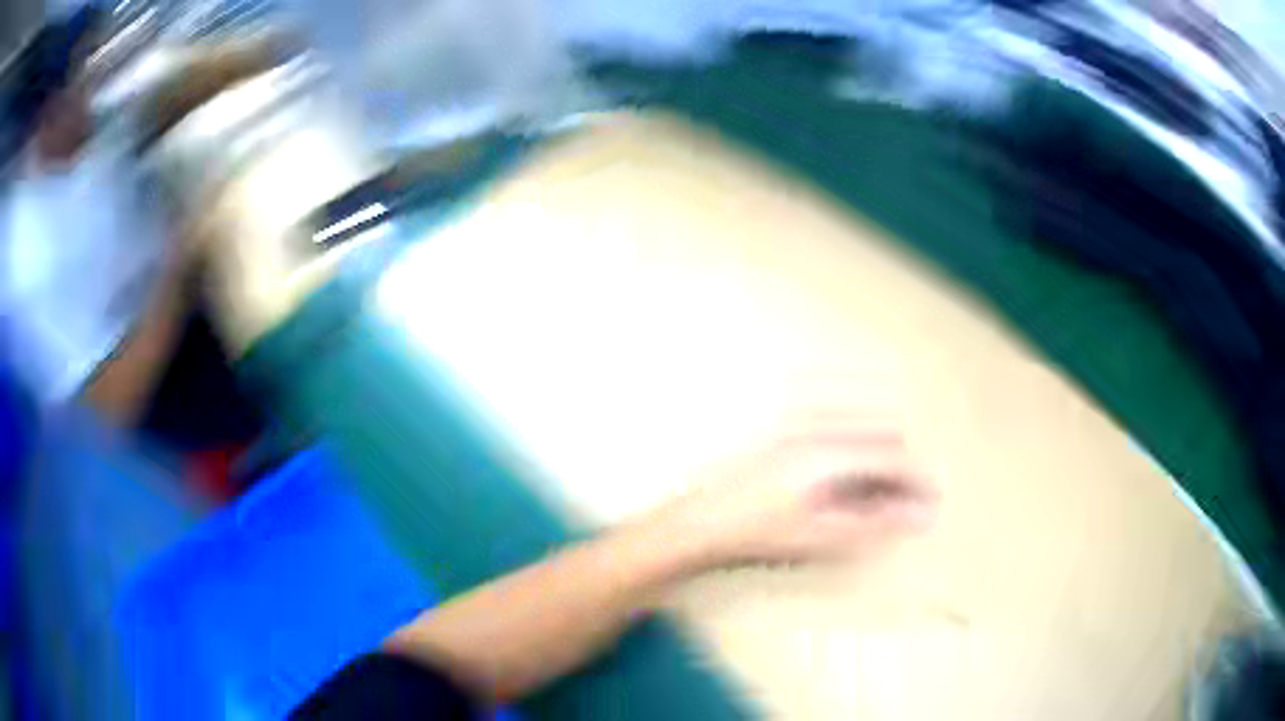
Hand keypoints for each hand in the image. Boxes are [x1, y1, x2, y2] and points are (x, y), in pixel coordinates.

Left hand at [652, 427, 937, 569]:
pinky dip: (851, 452)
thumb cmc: (757, 533)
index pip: (895, 456)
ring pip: (860, 428)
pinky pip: (836, 427)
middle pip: (882, 434)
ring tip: (870, 497)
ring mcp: (796, 422)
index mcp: (830, 452)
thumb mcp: (824, 537)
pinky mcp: (783, 427)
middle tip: (898, 505)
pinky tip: (838, 484)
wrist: (696, 522)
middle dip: (898, 467)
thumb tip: (920, 514)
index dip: (918, 481)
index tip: (930, 502)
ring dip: (875, 457)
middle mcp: (817, 425)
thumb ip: (877, 522)